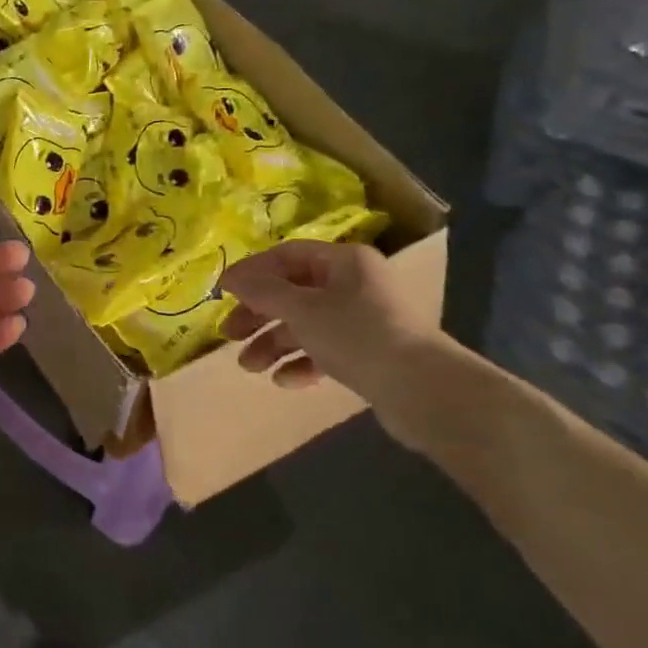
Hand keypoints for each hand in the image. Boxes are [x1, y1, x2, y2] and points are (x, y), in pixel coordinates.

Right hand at [218, 240, 430, 387]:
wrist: (425, 392)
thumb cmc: (358, 335)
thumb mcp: (302, 309)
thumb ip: (263, 291)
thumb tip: (230, 277)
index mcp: (344, 262)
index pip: (286, 256)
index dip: (252, 272)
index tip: (222, 292)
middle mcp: (354, 285)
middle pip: (293, 292)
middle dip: (258, 314)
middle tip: (229, 334)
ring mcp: (364, 321)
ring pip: (306, 325)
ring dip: (274, 344)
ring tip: (249, 367)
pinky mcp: (370, 354)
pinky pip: (325, 351)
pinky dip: (302, 363)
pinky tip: (284, 381)